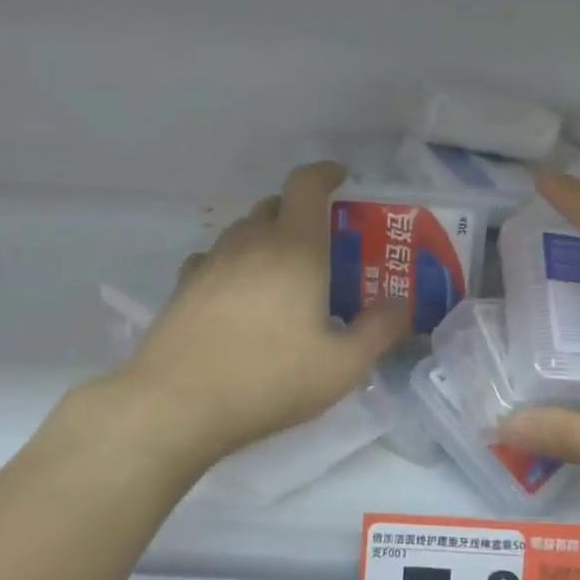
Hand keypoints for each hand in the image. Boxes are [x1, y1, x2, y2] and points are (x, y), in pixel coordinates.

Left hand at [81, 163, 410, 466]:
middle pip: (274, 205)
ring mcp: (211, 262)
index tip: (342, 180)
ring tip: (284, 275)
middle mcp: (249, 242)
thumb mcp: (343, 365)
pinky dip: (235, 263)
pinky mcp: (183, 287)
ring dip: (267, 238)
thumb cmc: (270, 379)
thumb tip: (402, 304)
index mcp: (294, 248)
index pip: (306, 185)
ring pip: (243, 231)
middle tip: (323, 245)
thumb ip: (380, 330)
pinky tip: (241, 296)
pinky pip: (216, 258)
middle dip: (300, 212)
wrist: (177, 404)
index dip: (326, 174)